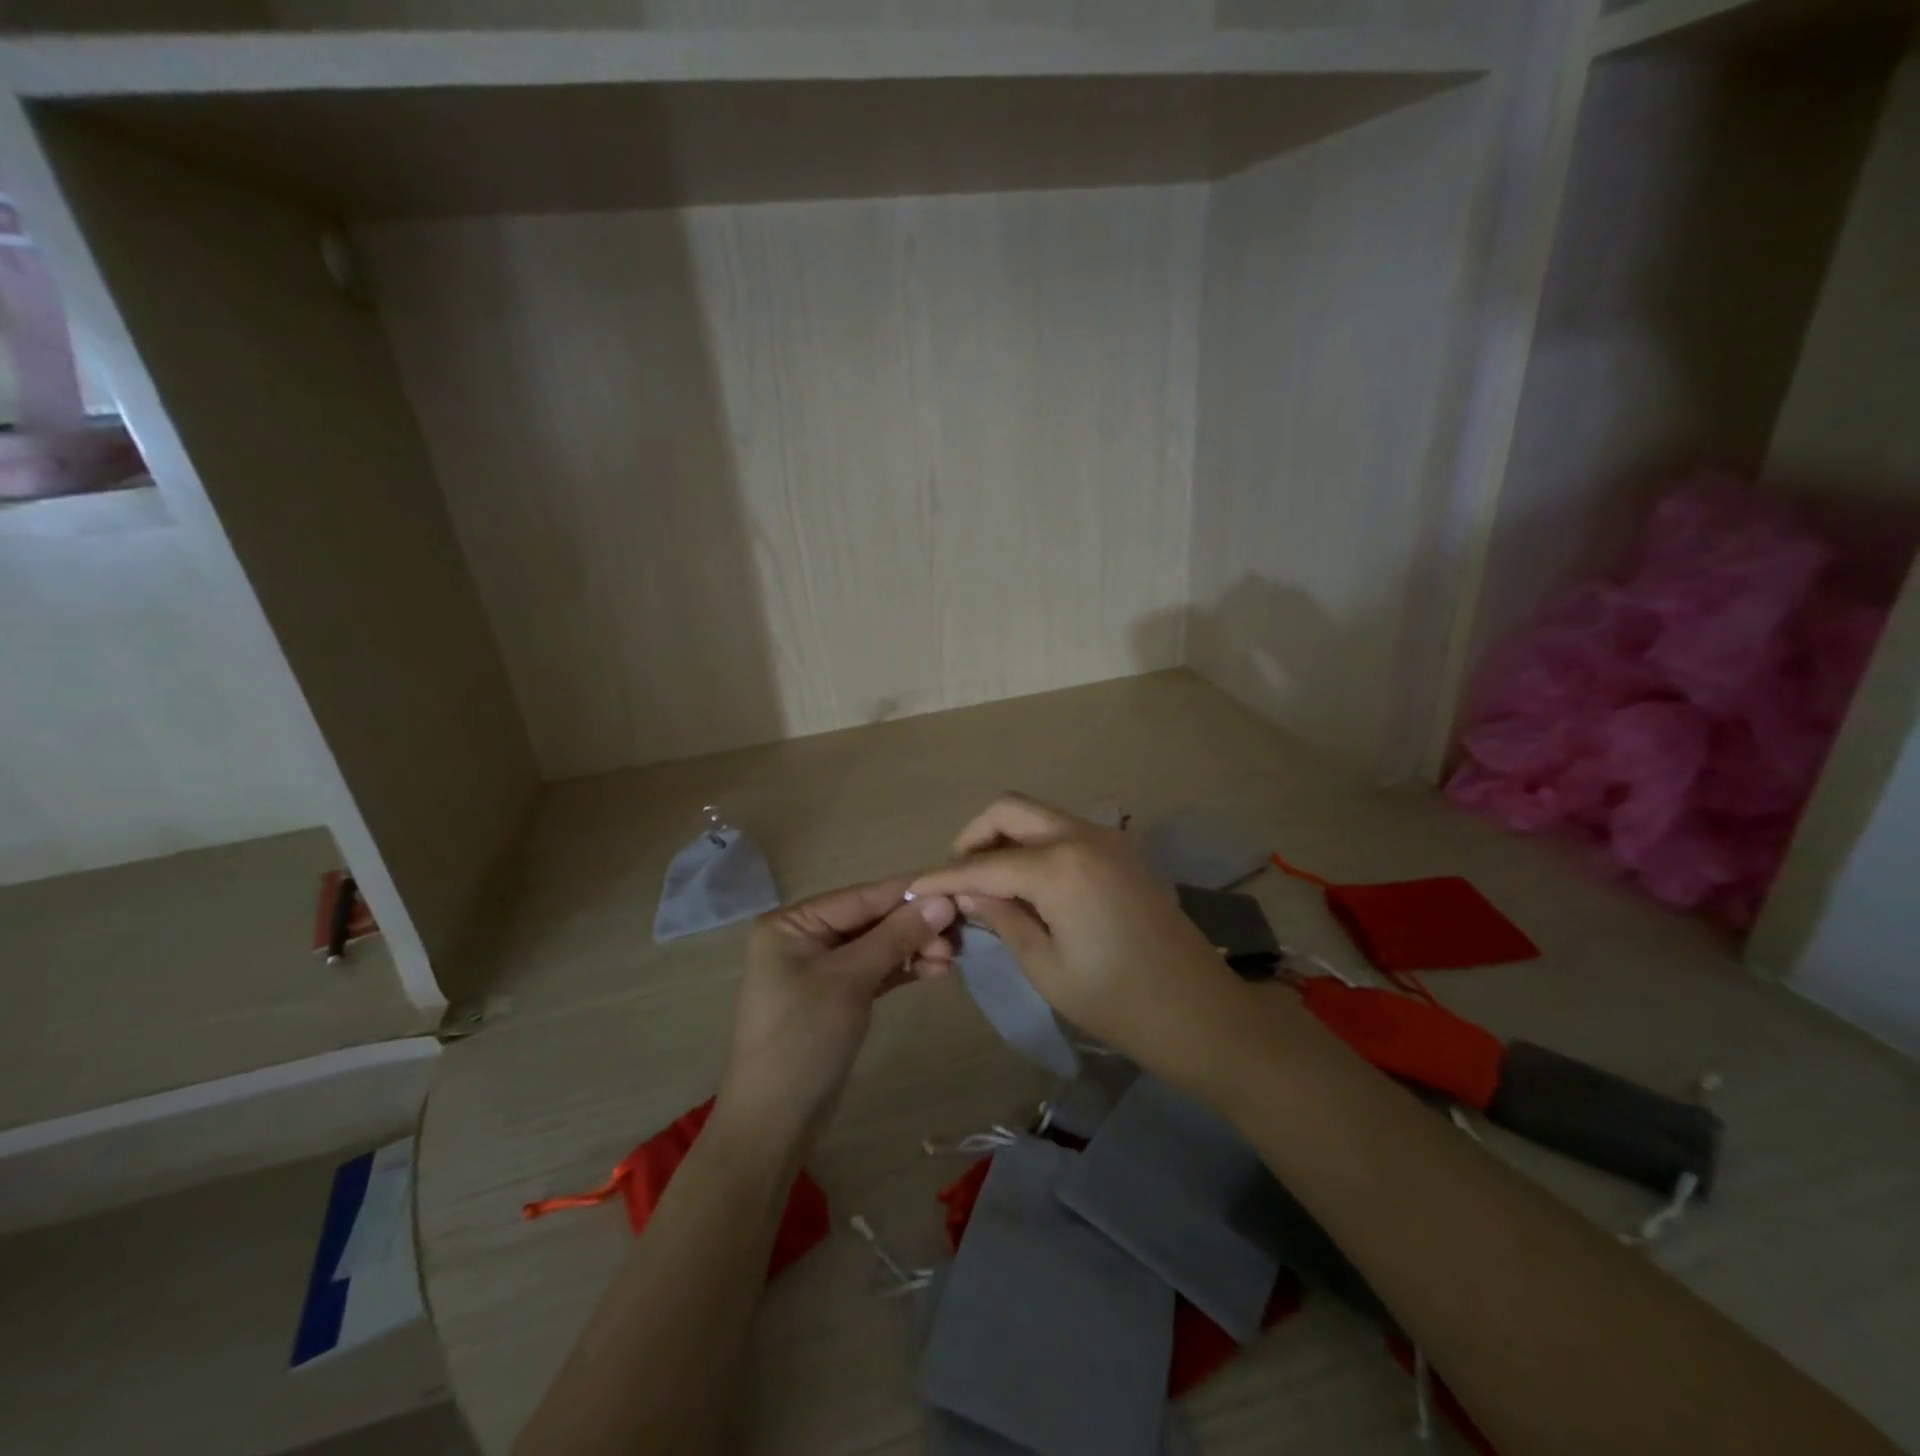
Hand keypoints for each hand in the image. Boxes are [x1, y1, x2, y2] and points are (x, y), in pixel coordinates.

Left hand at [716, 876, 957, 1154]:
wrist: (776, 1121)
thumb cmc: (805, 1038)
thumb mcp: (850, 980)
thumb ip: (896, 936)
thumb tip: (942, 900)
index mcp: (793, 922)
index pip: (861, 896)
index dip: (909, 892)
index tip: (956, 887)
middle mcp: (805, 936)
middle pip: (872, 919)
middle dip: (915, 926)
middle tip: (959, 936)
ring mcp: (822, 967)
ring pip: (879, 945)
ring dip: (915, 948)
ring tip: (954, 957)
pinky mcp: (838, 995)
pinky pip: (877, 970)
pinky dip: (905, 969)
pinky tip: (939, 970)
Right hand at [907, 794, 1244, 1086]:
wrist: (1201, 1013)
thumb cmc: (1118, 1002)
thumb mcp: (1046, 967)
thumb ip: (1002, 917)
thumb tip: (967, 890)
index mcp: (1060, 867)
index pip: (983, 863)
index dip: (943, 876)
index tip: (913, 887)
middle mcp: (1082, 836)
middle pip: (1010, 809)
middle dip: (973, 836)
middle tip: (957, 878)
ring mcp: (1107, 838)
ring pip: (1038, 814)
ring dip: (1005, 837)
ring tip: (986, 883)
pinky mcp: (1122, 851)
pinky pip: (1064, 830)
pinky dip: (1034, 844)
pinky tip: (1026, 883)